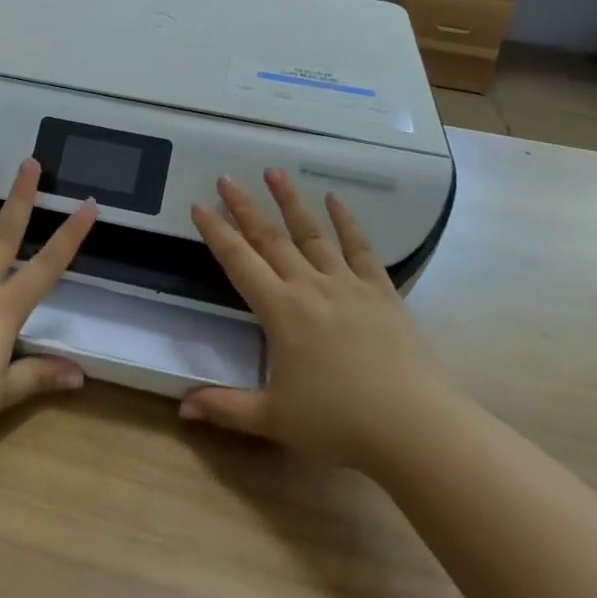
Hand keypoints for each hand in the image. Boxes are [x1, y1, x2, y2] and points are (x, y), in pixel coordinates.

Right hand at [181, 169, 445, 472]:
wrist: (414, 426)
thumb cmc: (339, 423)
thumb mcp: (274, 420)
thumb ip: (225, 408)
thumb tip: (182, 408)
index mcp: (281, 312)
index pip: (239, 262)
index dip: (217, 233)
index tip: (199, 205)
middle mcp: (310, 287)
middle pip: (271, 238)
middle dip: (245, 207)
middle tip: (227, 178)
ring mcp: (348, 284)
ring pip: (312, 233)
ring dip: (291, 201)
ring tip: (274, 171)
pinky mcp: (380, 291)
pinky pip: (360, 248)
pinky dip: (348, 221)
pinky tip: (336, 198)